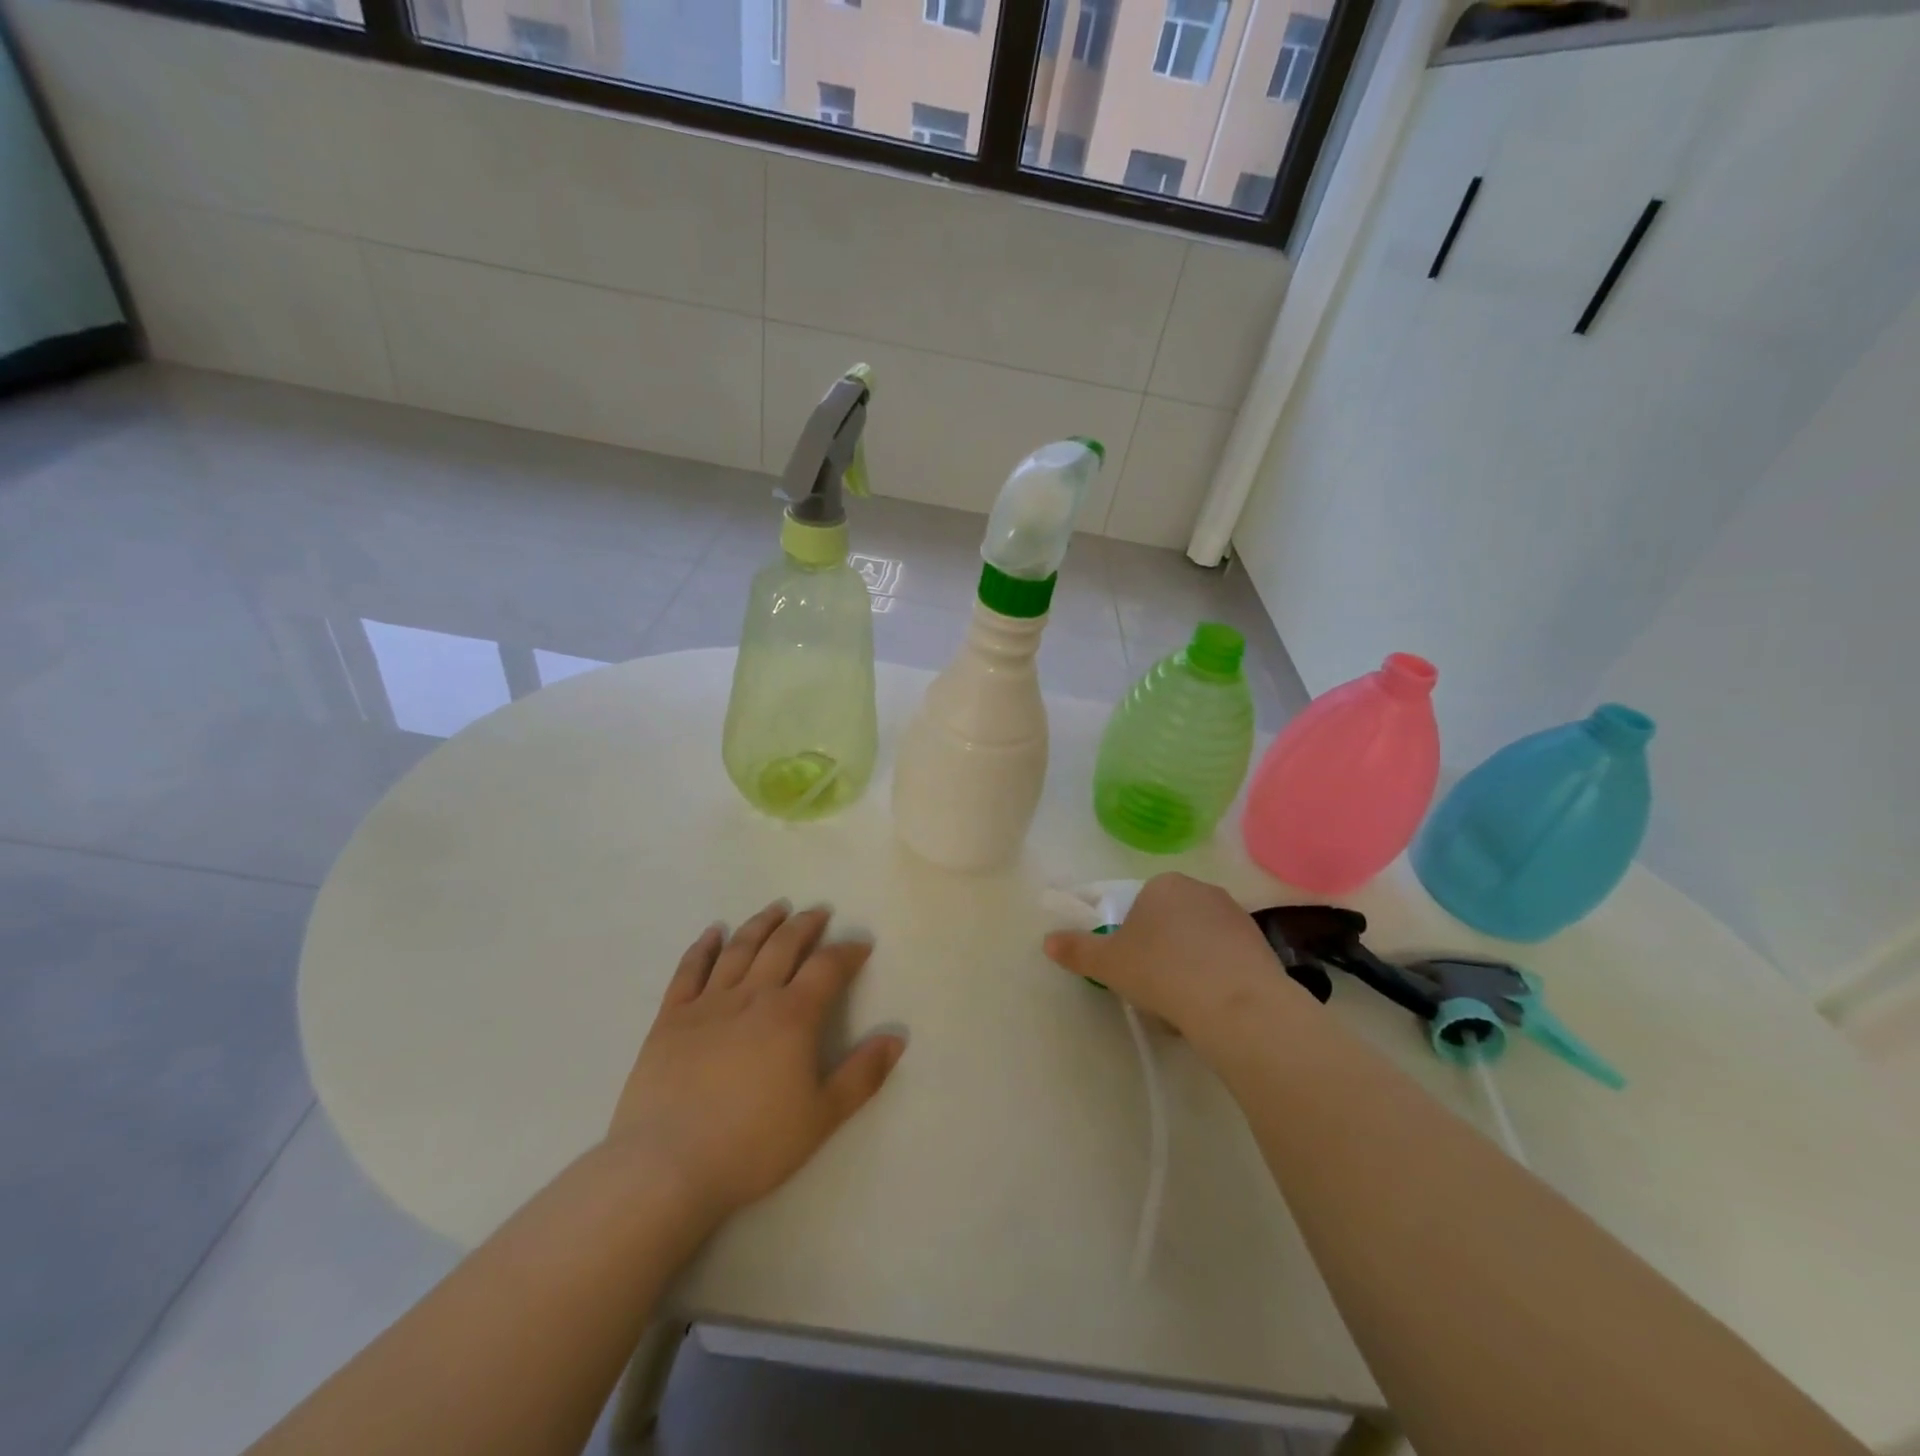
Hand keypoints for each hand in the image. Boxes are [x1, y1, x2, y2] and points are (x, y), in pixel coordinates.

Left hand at [607, 901, 904, 1225]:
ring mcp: (707, 1004)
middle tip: (819, 912)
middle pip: (783, 946)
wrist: (666, 1168)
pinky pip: (688, 971)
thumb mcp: (822, 1117)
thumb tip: (896, 1036)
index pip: (827, 968)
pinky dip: (703, 947)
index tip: (861, 944)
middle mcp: (752, 996)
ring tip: (777, 908)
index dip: (847, 952)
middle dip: (805, 925)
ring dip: (761, 924)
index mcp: (792, 1016)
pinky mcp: (670, 1019)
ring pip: (739, 949)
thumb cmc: (752, 1145)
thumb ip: (862, 1074)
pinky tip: (713, 933)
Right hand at [1043, 873, 1306, 1046]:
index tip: (1132, 968)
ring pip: (1200, 942)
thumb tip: (1047, 940)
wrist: (1235, 1004)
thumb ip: (1077, 949)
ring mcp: (1236, 915)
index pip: (1140, 906)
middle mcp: (1201, 890)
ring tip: (1183, 1005)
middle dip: (1162, 950)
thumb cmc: (1161, 972)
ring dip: (1190, 965)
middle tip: (1154, 987)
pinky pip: (1227, 959)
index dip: (1132, 939)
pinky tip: (1211, 1007)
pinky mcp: (1262, 945)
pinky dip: (1217, 978)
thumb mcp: (1108, 963)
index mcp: (1163, 884)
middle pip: (1171, 921)